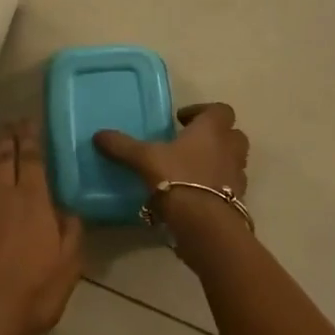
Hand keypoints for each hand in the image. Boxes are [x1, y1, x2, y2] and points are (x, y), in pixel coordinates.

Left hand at [0, 122, 84, 334]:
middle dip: (7, 137)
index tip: (29, 121)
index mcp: (32, 199)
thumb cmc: (31, 292)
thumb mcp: (69, 265)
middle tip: (9, 122)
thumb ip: (71, 231)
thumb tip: (69, 208)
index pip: (32, 158)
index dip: (30, 137)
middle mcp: (0, 193)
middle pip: (3, 157)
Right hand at [94, 102, 249, 230]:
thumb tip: (98, 135)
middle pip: (233, 134)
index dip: (202, 111)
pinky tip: (194, 194)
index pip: (220, 110)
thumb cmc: (177, 178)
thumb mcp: (144, 159)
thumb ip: (122, 146)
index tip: (181, 120)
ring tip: (191, 170)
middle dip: (215, 136)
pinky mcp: (237, 201)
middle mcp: (230, 149)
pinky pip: (229, 187)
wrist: (204, 224)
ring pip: (233, 161)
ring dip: (218, 161)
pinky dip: (216, 187)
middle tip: (190, 143)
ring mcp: (237, 176)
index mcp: (211, 130)